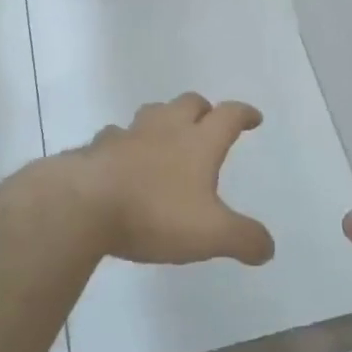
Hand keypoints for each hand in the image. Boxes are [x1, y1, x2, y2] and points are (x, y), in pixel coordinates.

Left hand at [69, 94, 275, 266]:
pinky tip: (123, 158)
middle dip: (203, 110)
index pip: (228, 115)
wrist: (84, 205)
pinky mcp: (99, 148)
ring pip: (153, 112)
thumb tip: (267, 248)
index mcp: (199, 142)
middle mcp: (166, 128)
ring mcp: (130, 134)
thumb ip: (243, 239)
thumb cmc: (155, 213)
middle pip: (189, 103)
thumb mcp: (210, 234)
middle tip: (209, 123)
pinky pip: (116, 135)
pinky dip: (125, 142)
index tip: (253, 118)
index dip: (244, 114)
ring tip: (167, 135)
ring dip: (165, 118)